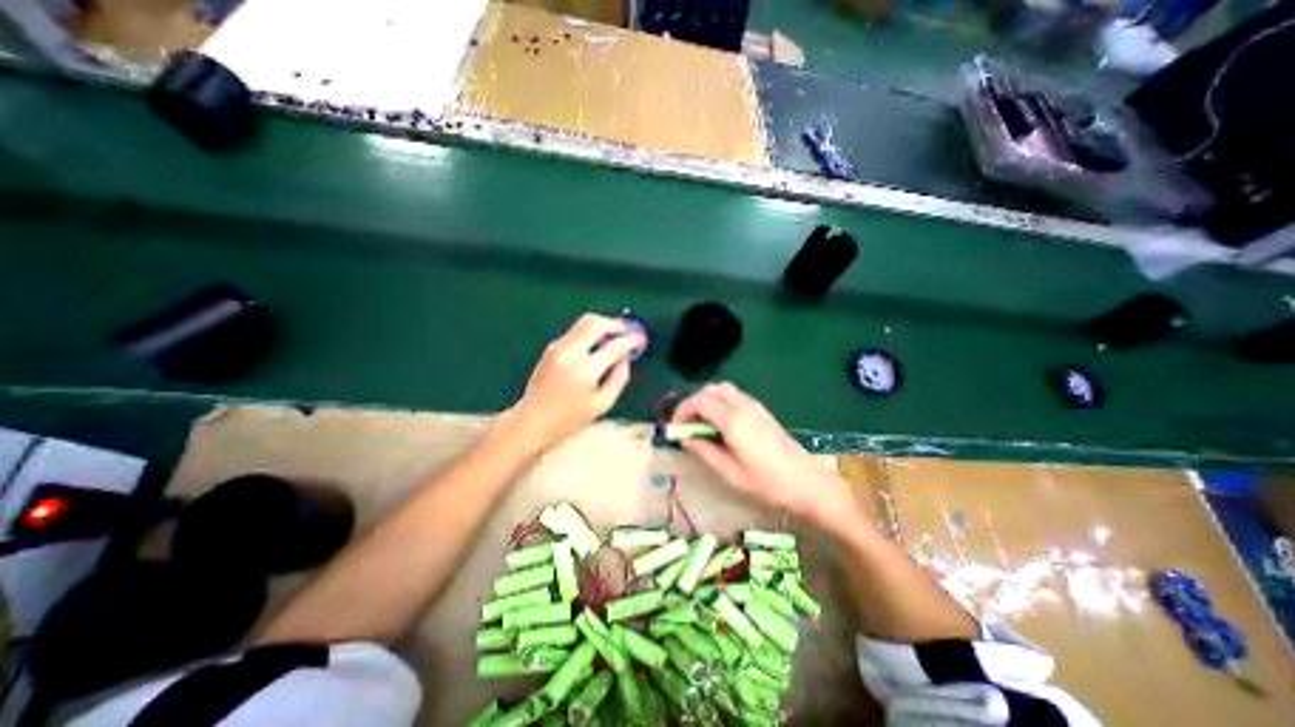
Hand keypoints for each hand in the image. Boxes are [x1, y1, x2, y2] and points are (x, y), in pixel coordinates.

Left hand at [504, 314, 646, 449]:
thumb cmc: (570, 418)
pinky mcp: (552, 347)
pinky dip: (590, 333)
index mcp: (585, 370)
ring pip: (585, 322)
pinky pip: (576, 331)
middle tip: (626, 333)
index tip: (640, 340)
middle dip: (616, 325)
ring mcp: (559, 347)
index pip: (614, 346)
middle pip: (596, 323)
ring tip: (613, 339)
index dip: (631, 341)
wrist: (533, 419)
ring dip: (603, 326)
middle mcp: (570, 352)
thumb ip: (619, 378)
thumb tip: (626, 357)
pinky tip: (597, 347)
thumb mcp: (602, 404)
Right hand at [667, 387, 869, 532]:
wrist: (807, 484)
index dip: (682, 410)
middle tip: (687, 424)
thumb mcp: (729, 472)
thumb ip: (704, 451)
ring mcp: (756, 407)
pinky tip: (722, 425)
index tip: (675, 427)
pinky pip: (736, 397)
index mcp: (733, 420)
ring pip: (724, 390)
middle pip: (711, 389)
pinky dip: (721, 403)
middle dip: (694, 402)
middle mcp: (743, 406)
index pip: (700, 400)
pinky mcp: (763, 412)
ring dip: (708, 400)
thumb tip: (685, 439)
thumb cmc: (766, 483)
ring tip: (702, 425)